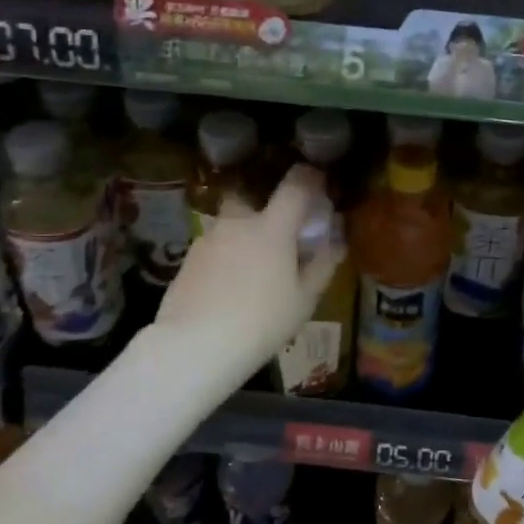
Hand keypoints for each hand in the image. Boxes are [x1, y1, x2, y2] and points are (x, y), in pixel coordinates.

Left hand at [154, 166, 343, 370]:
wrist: (194, 345)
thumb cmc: (261, 322)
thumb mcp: (303, 300)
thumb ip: (321, 266)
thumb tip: (335, 243)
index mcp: (272, 227)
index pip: (295, 185)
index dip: (310, 178)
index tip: (319, 182)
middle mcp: (238, 223)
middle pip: (250, 197)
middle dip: (263, 206)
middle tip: (277, 233)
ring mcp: (208, 239)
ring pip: (230, 225)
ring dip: (243, 236)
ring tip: (252, 269)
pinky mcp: (187, 259)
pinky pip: (214, 247)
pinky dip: (224, 257)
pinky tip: (227, 286)